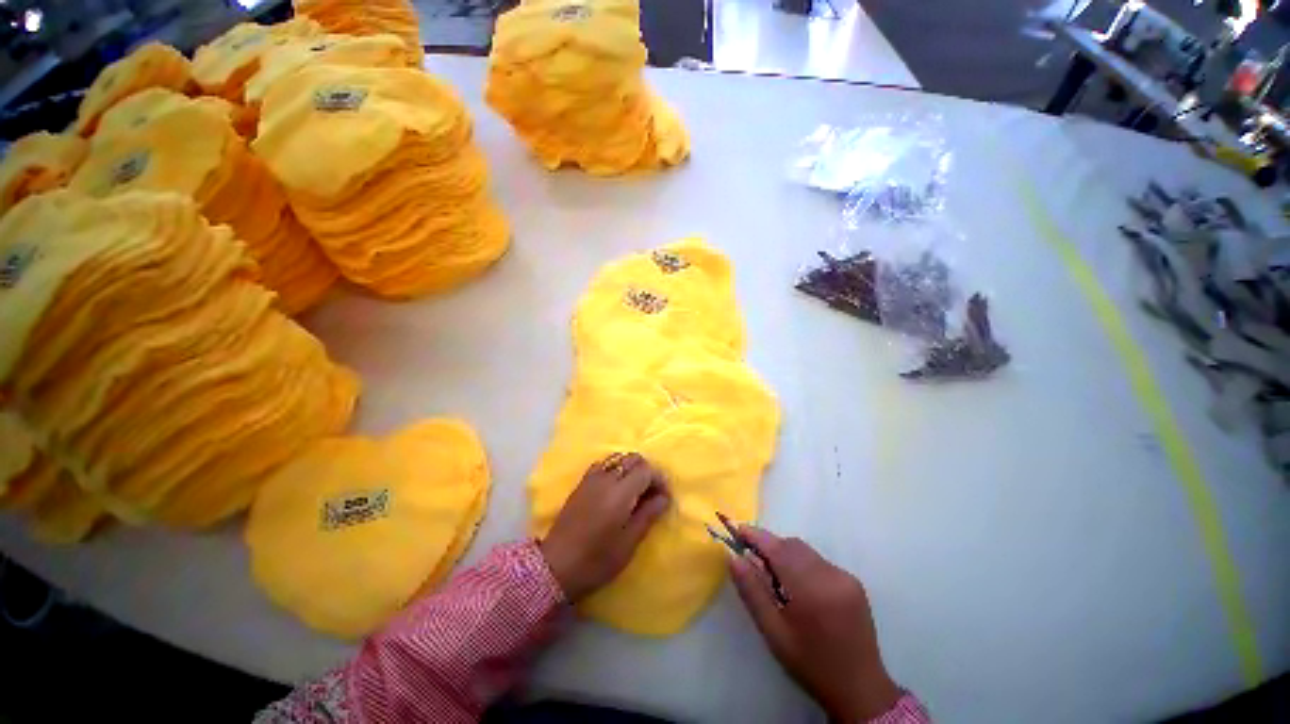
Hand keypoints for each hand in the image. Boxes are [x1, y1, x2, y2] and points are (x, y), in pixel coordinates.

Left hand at [539, 453, 669, 602]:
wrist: (555, 566)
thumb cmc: (596, 560)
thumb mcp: (628, 543)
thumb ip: (648, 515)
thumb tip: (664, 497)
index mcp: (620, 492)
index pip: (646, 470)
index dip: (659, 479)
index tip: (664, 497)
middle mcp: (606, 478)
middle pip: (633, 459)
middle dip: (647, 471)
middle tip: (651, 494)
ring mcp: (591, 479)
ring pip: (618, 459)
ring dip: (631, 469)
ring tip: (635, 491)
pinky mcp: (581, 483)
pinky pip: (603, 465)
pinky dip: (615, 469)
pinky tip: (616, 488)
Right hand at [729, 527, 901, 721]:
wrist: (860, 689)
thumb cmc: (810, 664)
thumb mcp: (773, 632)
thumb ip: (752, 591)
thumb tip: (733, 557)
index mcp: (811, 590)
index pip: (777, 549)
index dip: (755, 536)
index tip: (736, 530)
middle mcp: (831, 575)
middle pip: (792, 545)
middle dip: (770, 546)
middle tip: (752, 561)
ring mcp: (845, 576)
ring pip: (805, 551)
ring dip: (785, 554)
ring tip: (775, 579)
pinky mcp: (853, 581)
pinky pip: (818, 560)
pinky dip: (802, 564)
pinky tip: (798, 588)